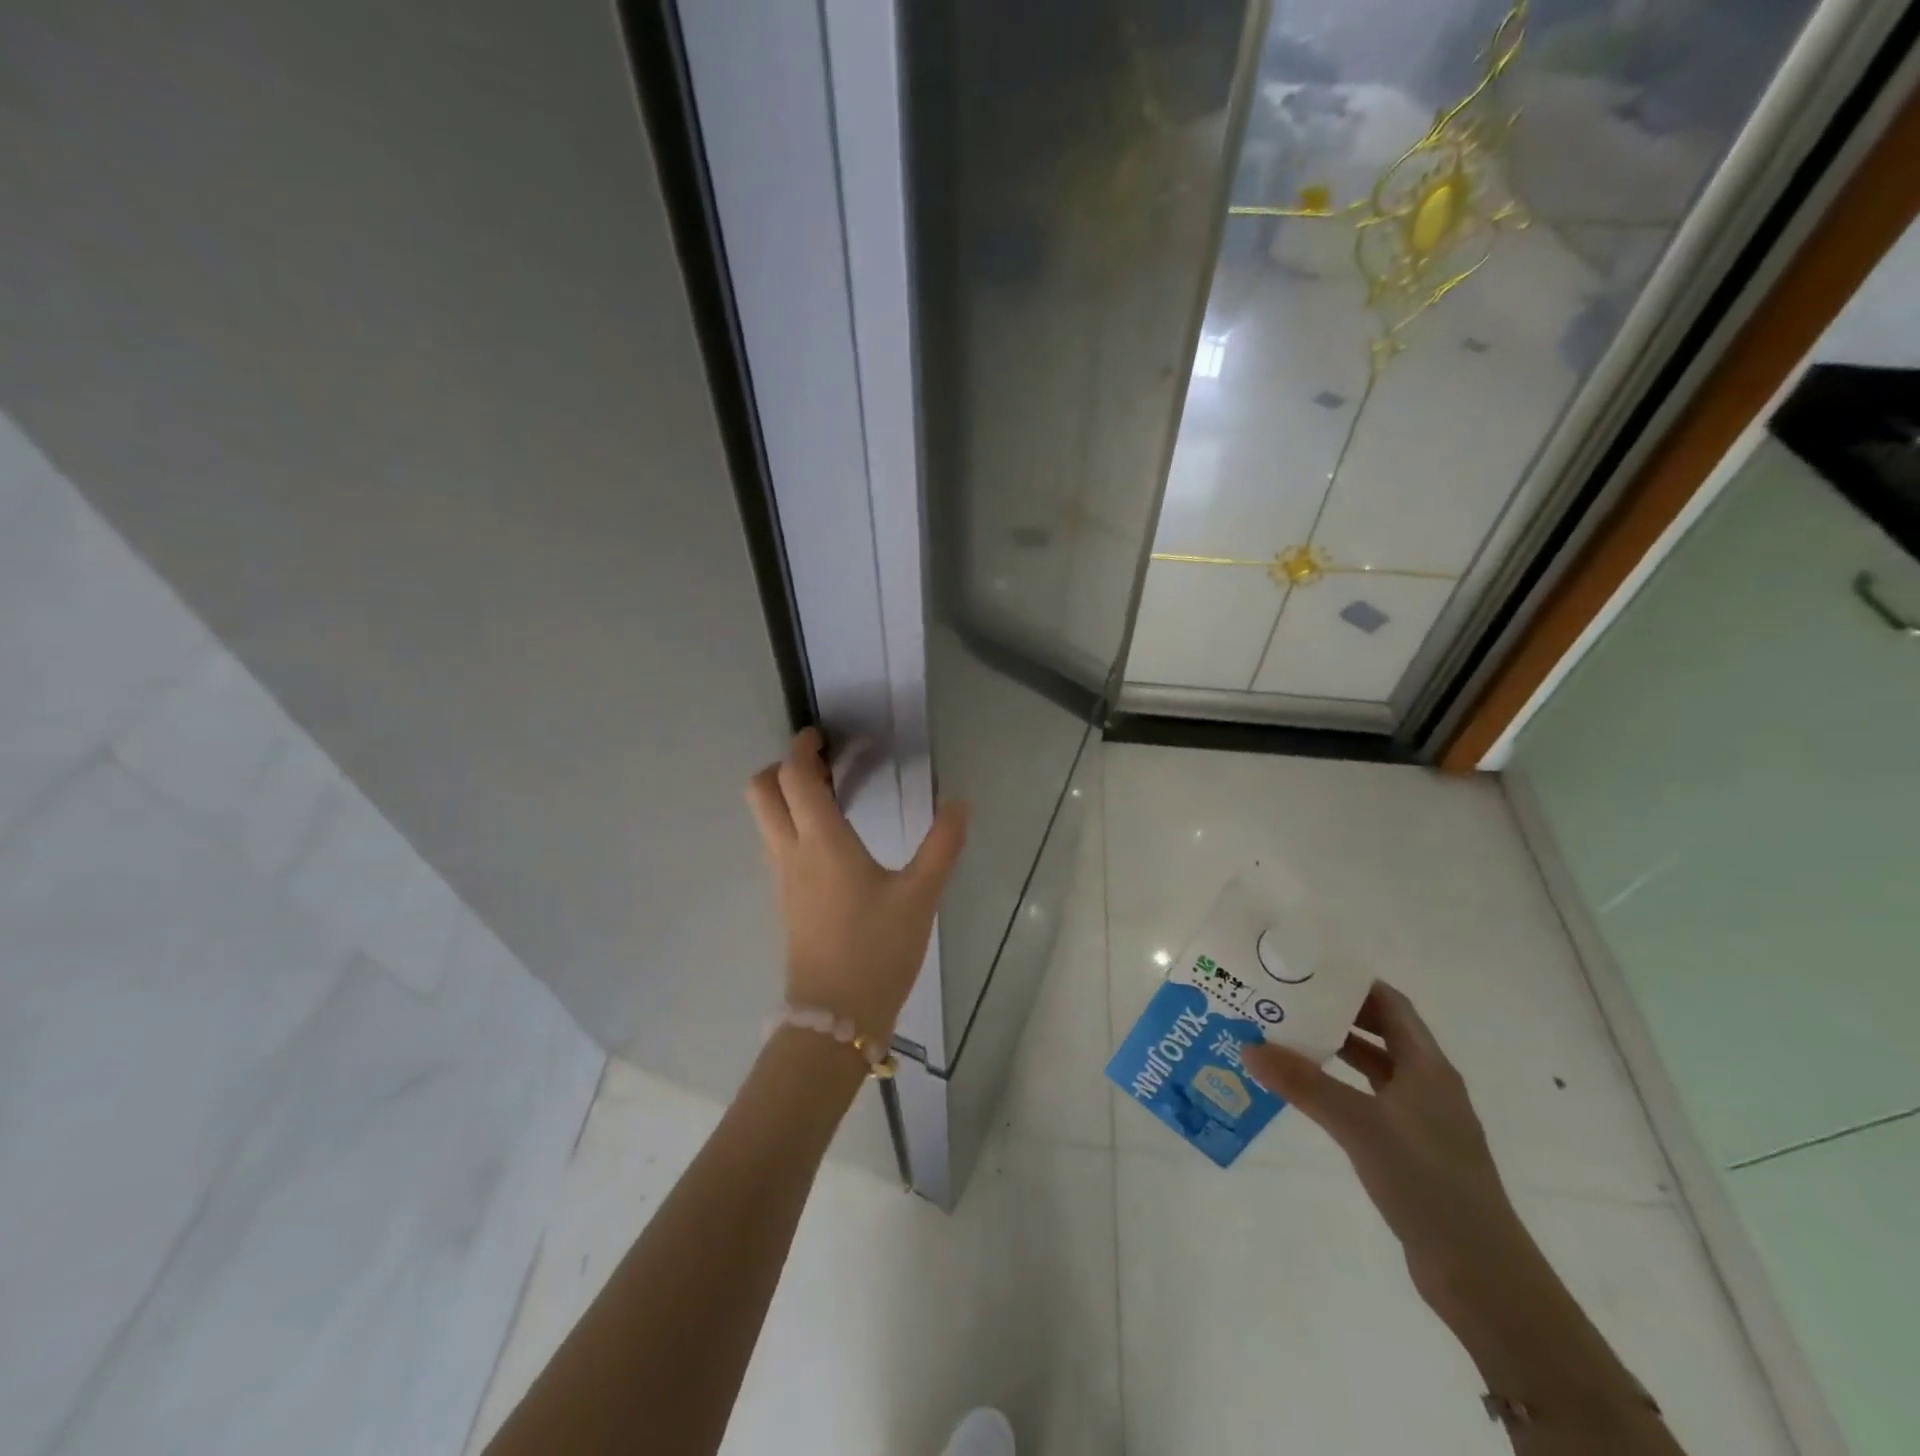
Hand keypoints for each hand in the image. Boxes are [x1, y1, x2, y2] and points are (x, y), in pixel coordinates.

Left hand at [745, 729, 968, 1040]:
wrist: (836, 1017)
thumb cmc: (878, 950)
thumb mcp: (920, 896)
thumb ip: (943, 844)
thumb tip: (961, 801)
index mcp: (821, 842)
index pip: (794, 777)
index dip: (801, 748)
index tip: (820, 735)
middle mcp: (791, 852)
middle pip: (761, 792)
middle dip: (783, 767)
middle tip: (823, 765)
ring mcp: (783, 878)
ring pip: (765, 819)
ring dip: (786, 795)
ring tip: (831, 794)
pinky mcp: (786, 900)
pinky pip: (776, 844)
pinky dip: (791, 823)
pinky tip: (830, 838)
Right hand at [1244, 982, 1528, 1312]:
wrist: (1480, 1273)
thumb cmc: (1426, 1181)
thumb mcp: (1358, 1125)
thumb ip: (1303, 1084)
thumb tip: (1248, 1046)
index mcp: (1427, 1067)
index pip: (1390, 1004)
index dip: (1353, 982)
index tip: (1308, 969)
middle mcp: (1428, 1085)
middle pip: (1381, 1032)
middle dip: (1336, 1013)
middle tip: (1287, 1000)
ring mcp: (1422, 1120)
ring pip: (1374, 1069)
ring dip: (1336, 1051)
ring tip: (1287, 1038)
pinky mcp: (1412, 1151)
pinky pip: (1370, 1101)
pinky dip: (1340, 1087)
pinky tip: (1308, 1093)